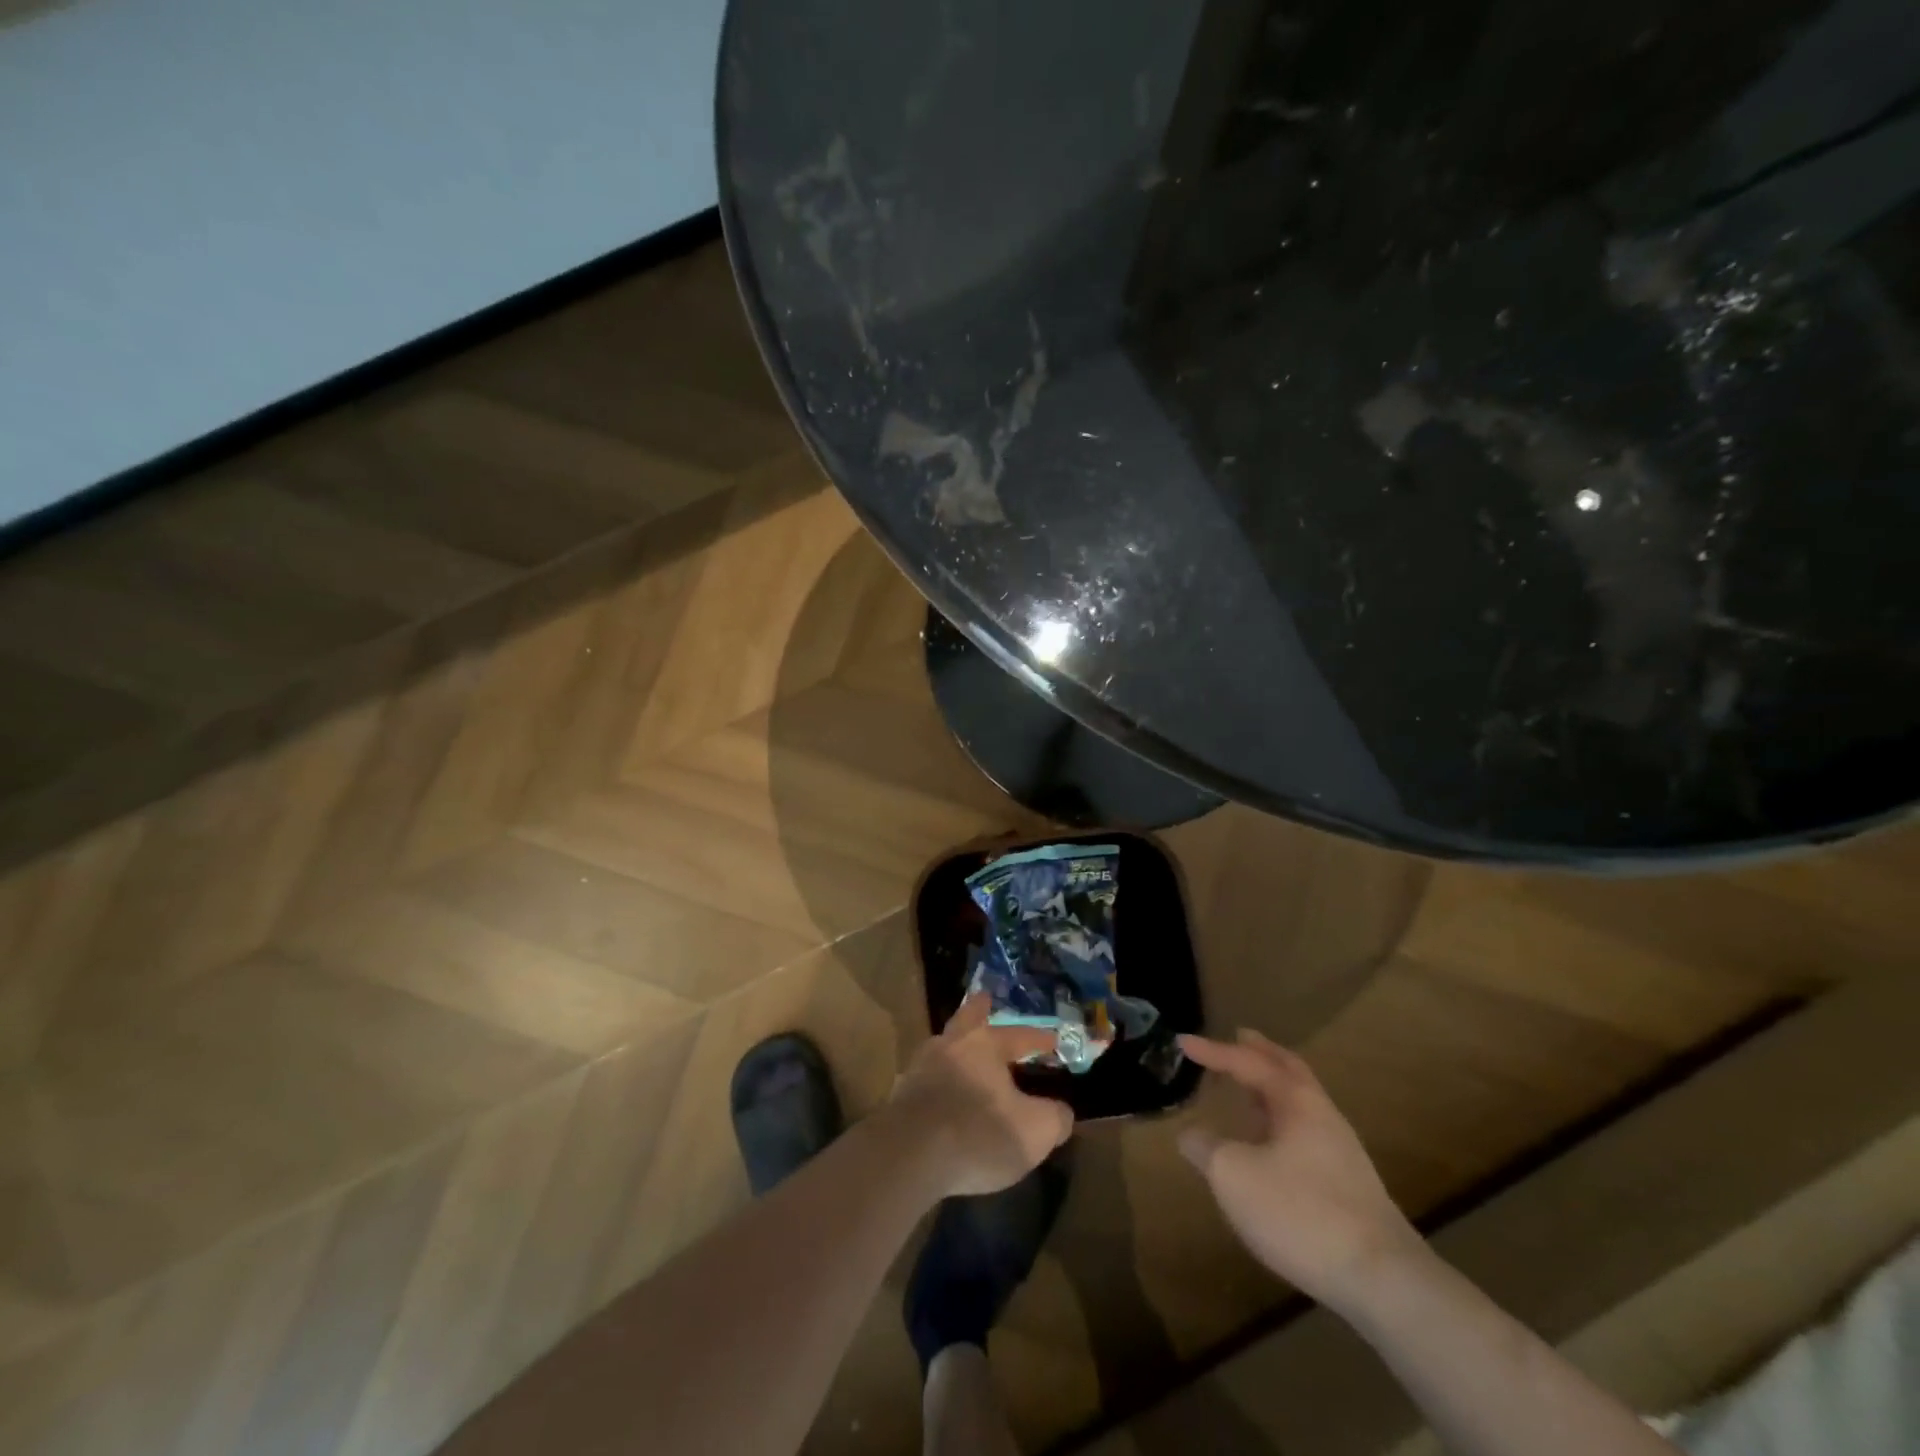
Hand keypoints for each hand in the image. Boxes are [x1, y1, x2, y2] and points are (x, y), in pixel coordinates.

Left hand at [889, 994, 1074, 1197]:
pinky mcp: (902, 1094)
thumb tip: (1062, 1112)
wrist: (909, 1156)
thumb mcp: (1034, 1132)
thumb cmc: (979, 1134)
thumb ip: (1055, 1118)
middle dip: (980, 1010)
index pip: (1020, 1035)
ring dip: (957, 1046)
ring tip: (966, 1053)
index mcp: (985, 1044)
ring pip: (945, 1045)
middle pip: (968, 1018)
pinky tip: (945, 1092)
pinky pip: (928, 1077)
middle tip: (986, 1001)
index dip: (1040, 1038)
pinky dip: (940, 1079)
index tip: (1054, 1040)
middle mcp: (952, 1044)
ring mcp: (921, 1066)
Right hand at [1178, 1030, 1425, 1311]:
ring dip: (1273, 1085)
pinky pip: (1305, 1130)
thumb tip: (1190, 1135)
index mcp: (1295, 1101)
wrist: (1384, 1281)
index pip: (1247, 1062)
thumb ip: (1206, 1149)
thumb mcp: (1234, 1177)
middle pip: (1289, 1069)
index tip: (1181, 1041)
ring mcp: (1340, 1149)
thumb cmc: (1301, 1213)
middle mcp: (1322, 1114)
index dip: (1212, 1051)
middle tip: (1239, 1035)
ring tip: (1248, 1085)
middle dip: (1262, 1051)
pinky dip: (1281, 1118)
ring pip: (1301, 1100)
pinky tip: (1269, 1141)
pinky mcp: (1348, 1183)